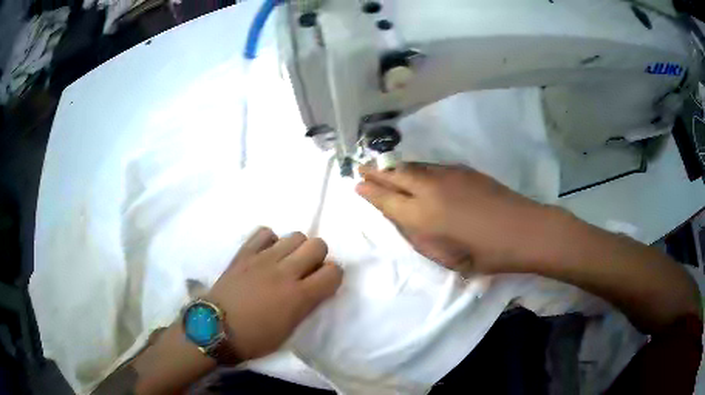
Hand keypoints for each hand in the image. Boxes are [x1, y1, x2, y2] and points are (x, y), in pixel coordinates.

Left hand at [208, 228, 342, 360]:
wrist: (214, 328)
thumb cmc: (254, 338)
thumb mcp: (289, 330)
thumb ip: (307, 305)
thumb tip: (314, 289)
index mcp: (299, 296)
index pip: (334, 271)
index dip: (334, 276)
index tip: (325, 283)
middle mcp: (285, 272)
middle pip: (317, 245)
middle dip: (318, 256)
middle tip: (307, 270)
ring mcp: (263, 259)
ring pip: (295, 235)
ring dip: (296, 248)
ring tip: (286, 262)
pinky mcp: (244, 253)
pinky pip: (265, 232)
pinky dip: (270, 241)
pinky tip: (266, 254)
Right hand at [355, 163, 547, 272]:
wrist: (523, 230)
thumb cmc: (486, 254)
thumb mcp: (447, 257)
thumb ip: (421, 237)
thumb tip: (407, 220)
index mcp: (423, 216)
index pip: (387, 199)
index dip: (370, 192)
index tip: (357, 184)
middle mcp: (431, 189)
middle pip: (396, 175)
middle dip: (376, 171)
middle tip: (361, 167)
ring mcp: (448, 175)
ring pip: (414, 167)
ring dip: (396, 167)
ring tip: (383, 167)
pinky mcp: (464, 170)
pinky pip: (431, 166)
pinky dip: (417, 168)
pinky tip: (417, 172)